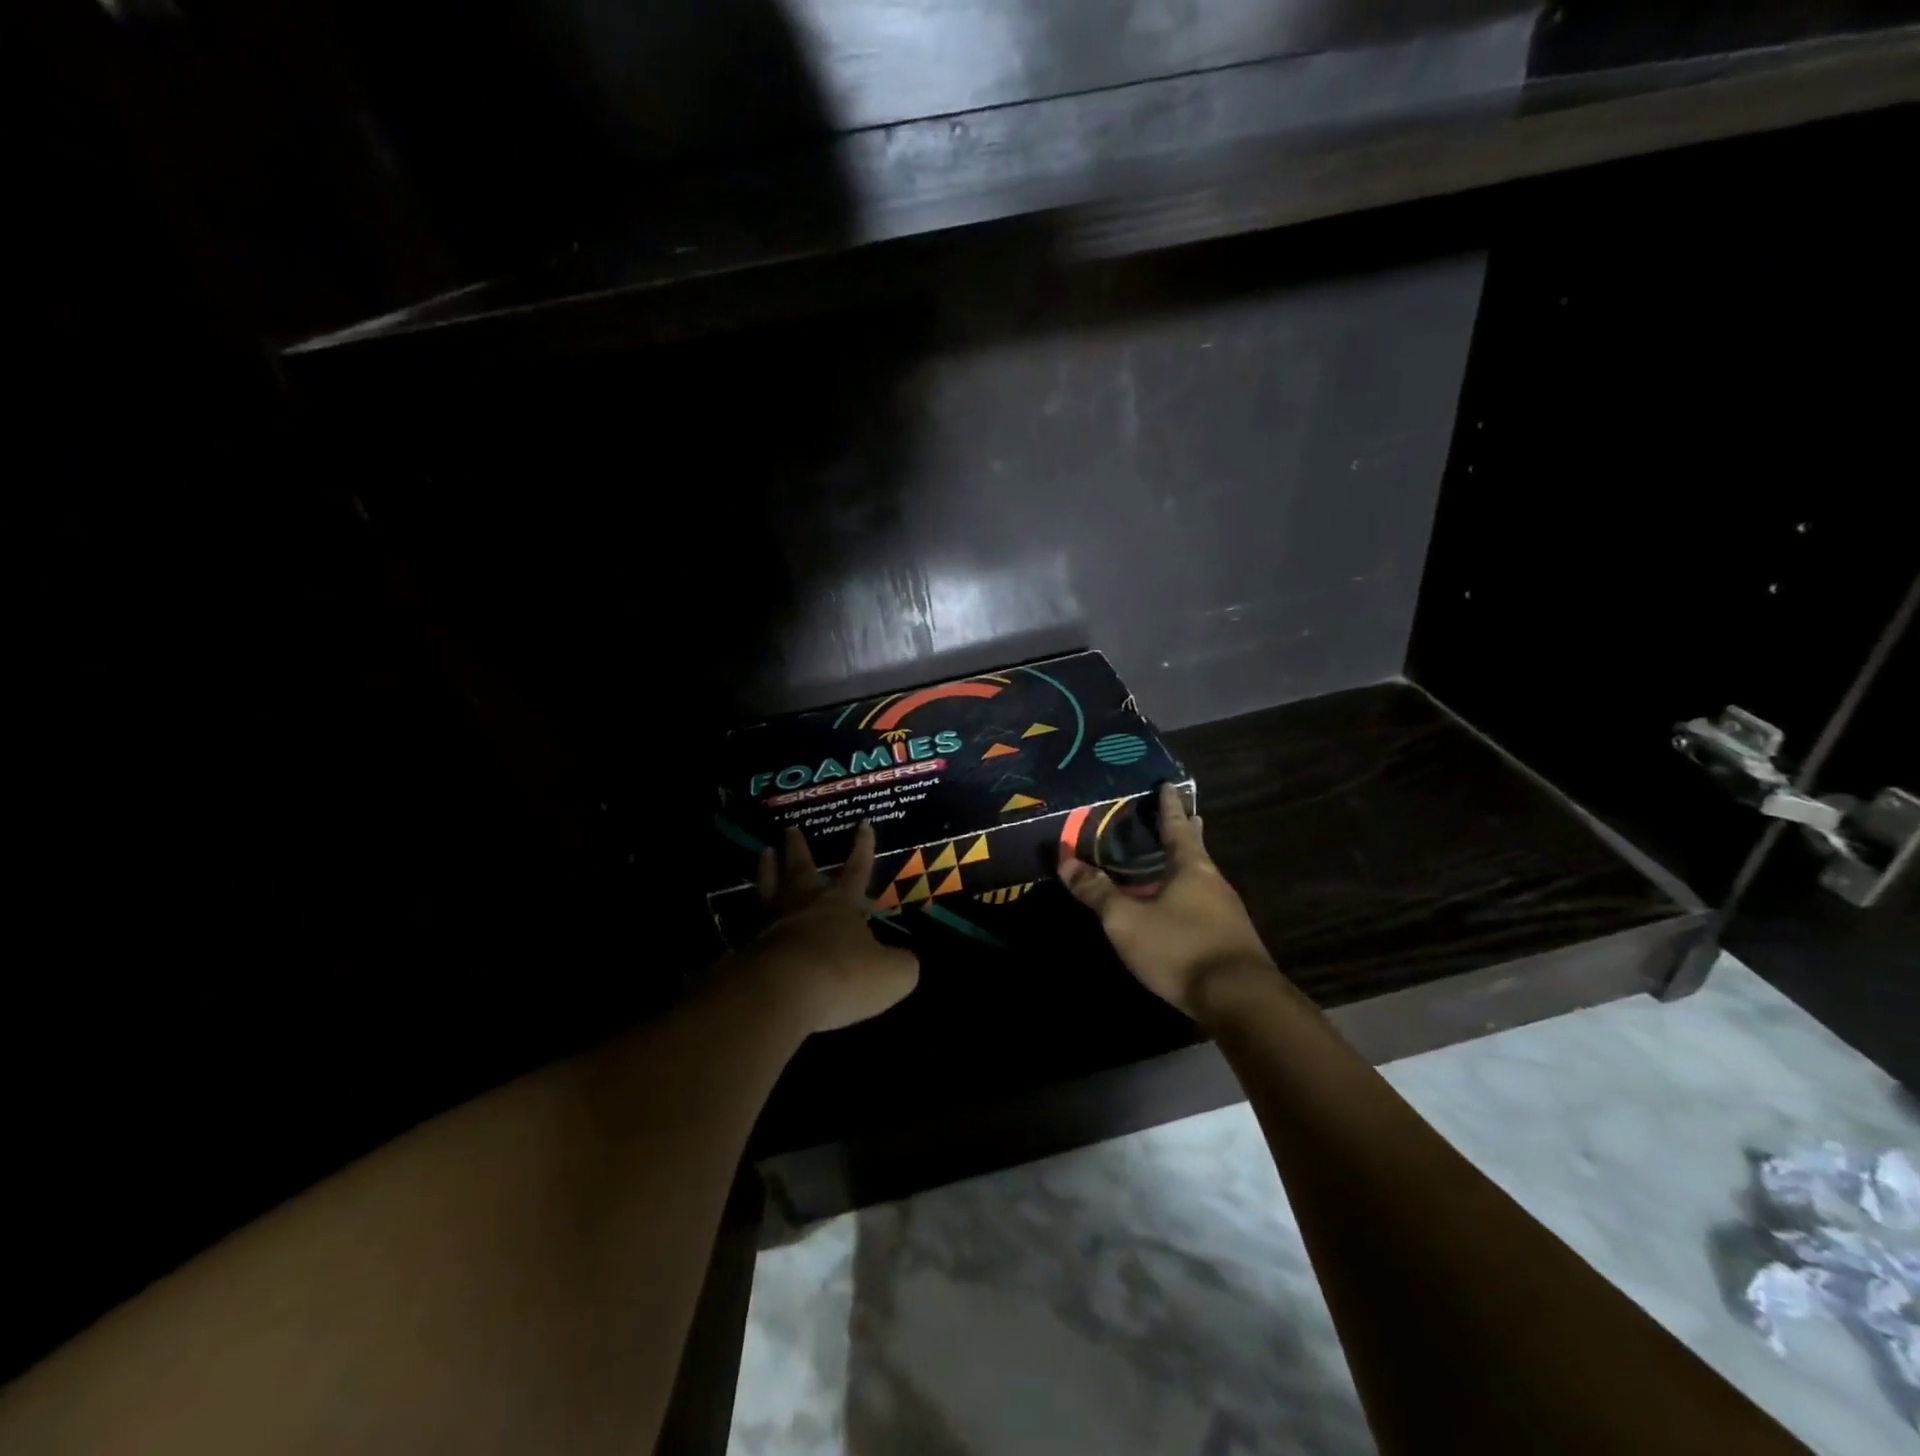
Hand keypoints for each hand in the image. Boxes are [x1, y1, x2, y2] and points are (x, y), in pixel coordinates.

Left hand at [739, 821, 919, 1033]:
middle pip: (801, 869)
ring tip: (765, 852)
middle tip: (790, 829)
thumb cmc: (843, 975)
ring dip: (767, 869)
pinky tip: (744, 916)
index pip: (856, 869)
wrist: (782, 992)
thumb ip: (901, 965)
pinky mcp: (748, 948)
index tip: (863, 823)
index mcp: (841, 904)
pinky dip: (746, 915)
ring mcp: (772, 925)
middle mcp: (805, 906)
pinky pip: (748, 924)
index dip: (863, 848)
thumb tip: (904, 962)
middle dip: (799, 848)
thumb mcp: (891, 974)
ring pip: (769, 887)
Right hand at [1059, 783, 1276, 1019]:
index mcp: (1191, 868)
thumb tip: (1066, 862)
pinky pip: (1205, 906)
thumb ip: (1097, 892)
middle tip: (1184, 816)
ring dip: (1188, 867)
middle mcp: (1214, 883)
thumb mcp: (1126, 920)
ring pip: (1203, 879)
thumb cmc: (1180, 947)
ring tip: (1173, 863)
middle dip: (1187, 833)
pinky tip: (1182, 910)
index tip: (1170, 785)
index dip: (1170, 806)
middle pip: (1197, 850)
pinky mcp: (1231, 941)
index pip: (1177, 827)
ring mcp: (1227, 913)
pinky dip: (1190, 896)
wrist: (1239, 1001)